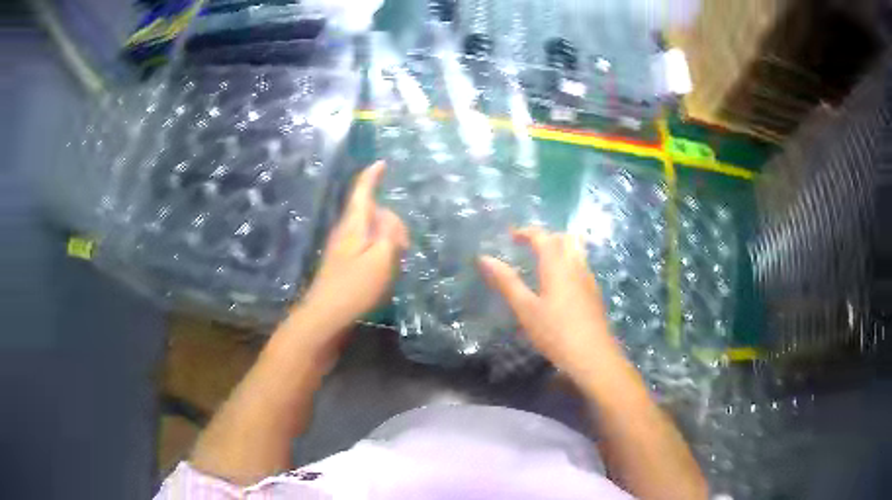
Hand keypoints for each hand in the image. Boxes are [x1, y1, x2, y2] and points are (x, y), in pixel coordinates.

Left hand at [295, 161, 407, 343]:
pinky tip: (384, 269)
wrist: (325, 317)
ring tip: (396, 259)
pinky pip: (365, 246)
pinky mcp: (342, 264)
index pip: (362, 191)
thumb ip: (390, 233)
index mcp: (353, 224)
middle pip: (370, 211)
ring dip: (385, 237)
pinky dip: (378, 250)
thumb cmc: (354, 287)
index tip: (381, 163)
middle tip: (404, 245)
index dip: (372, 176)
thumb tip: (389, 218)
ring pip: (368, 230)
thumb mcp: (381, 257)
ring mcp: (341, 248)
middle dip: (390, 219)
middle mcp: (345, 231)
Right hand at [479, 227, 620, 381]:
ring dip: (559, 248)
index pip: (542, 237)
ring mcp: (588, 279)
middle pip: (564, 238)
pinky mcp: (594, 293)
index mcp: (557, 265)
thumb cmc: (555, 332)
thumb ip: (506, 281)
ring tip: (542, 262)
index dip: (526, 232)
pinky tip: (559, 284)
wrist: (593, 356)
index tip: (511, 236)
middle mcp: (576, 266)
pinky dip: (568, 263)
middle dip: (546, 236)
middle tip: (528, 246)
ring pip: (576, 251)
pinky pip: (581, 266)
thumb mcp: (525, 309)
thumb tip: (484, 258)